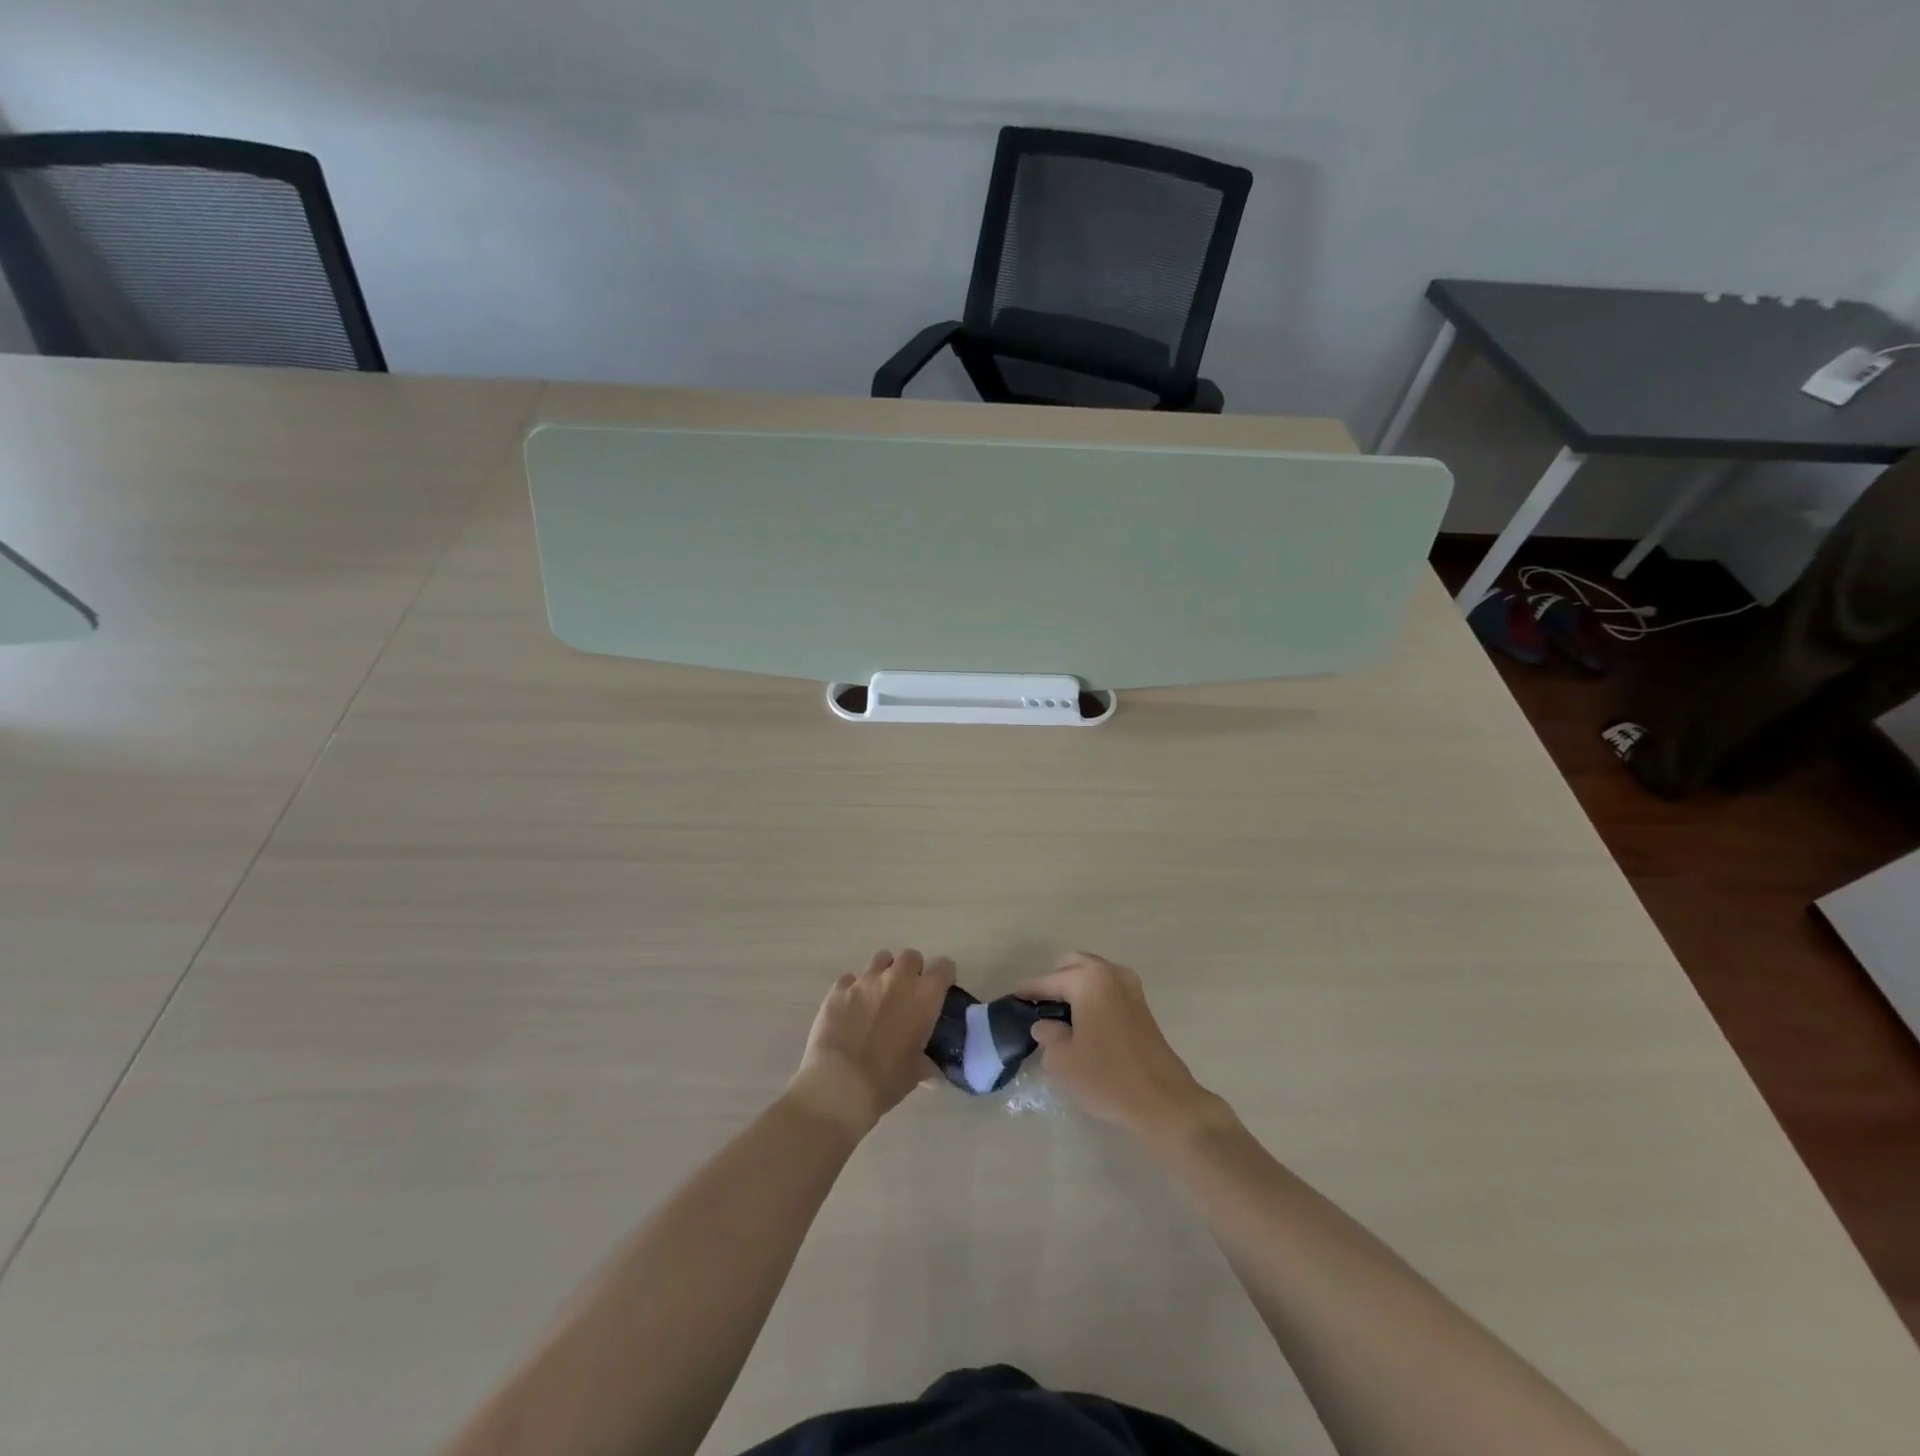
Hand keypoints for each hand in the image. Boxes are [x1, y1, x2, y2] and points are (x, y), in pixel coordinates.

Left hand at [786, 949, 953, 1137]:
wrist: (839, 1085)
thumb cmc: (887, 1080)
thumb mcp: (916, 1074)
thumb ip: (927, 1063)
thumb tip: (933, 1072)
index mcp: (924, 996)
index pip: (944, 967)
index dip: (944, 977)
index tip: (941, 991)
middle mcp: (897, 979)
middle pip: (911, 956)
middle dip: (912, 971)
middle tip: (907, 995)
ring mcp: (865, 980)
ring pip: (881, 959)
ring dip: (884, 973)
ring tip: (878, 996)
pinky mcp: (838, 989)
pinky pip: (849, 979)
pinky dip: (853, 990)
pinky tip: (850, 1010)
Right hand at [1018, 952, 1230, 1149]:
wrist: (1163, 1102)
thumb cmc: (1106, 1077)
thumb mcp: (1062, 1060)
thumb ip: (1047, 1035)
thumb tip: (1045, 1025)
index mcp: (1088, 979)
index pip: (1050, 980)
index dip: (1030, 990)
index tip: (1014, 997)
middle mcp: (1111, 974)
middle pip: (1075, 965)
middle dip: (1056, 981)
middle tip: (1041, 1006)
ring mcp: (1131, 989)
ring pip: (1094, 977)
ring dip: (1077, 989)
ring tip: (1061, 1017)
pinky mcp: (1143, 1009)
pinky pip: (1109, 992)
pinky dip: (1094, 999)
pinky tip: (1084, 1024)